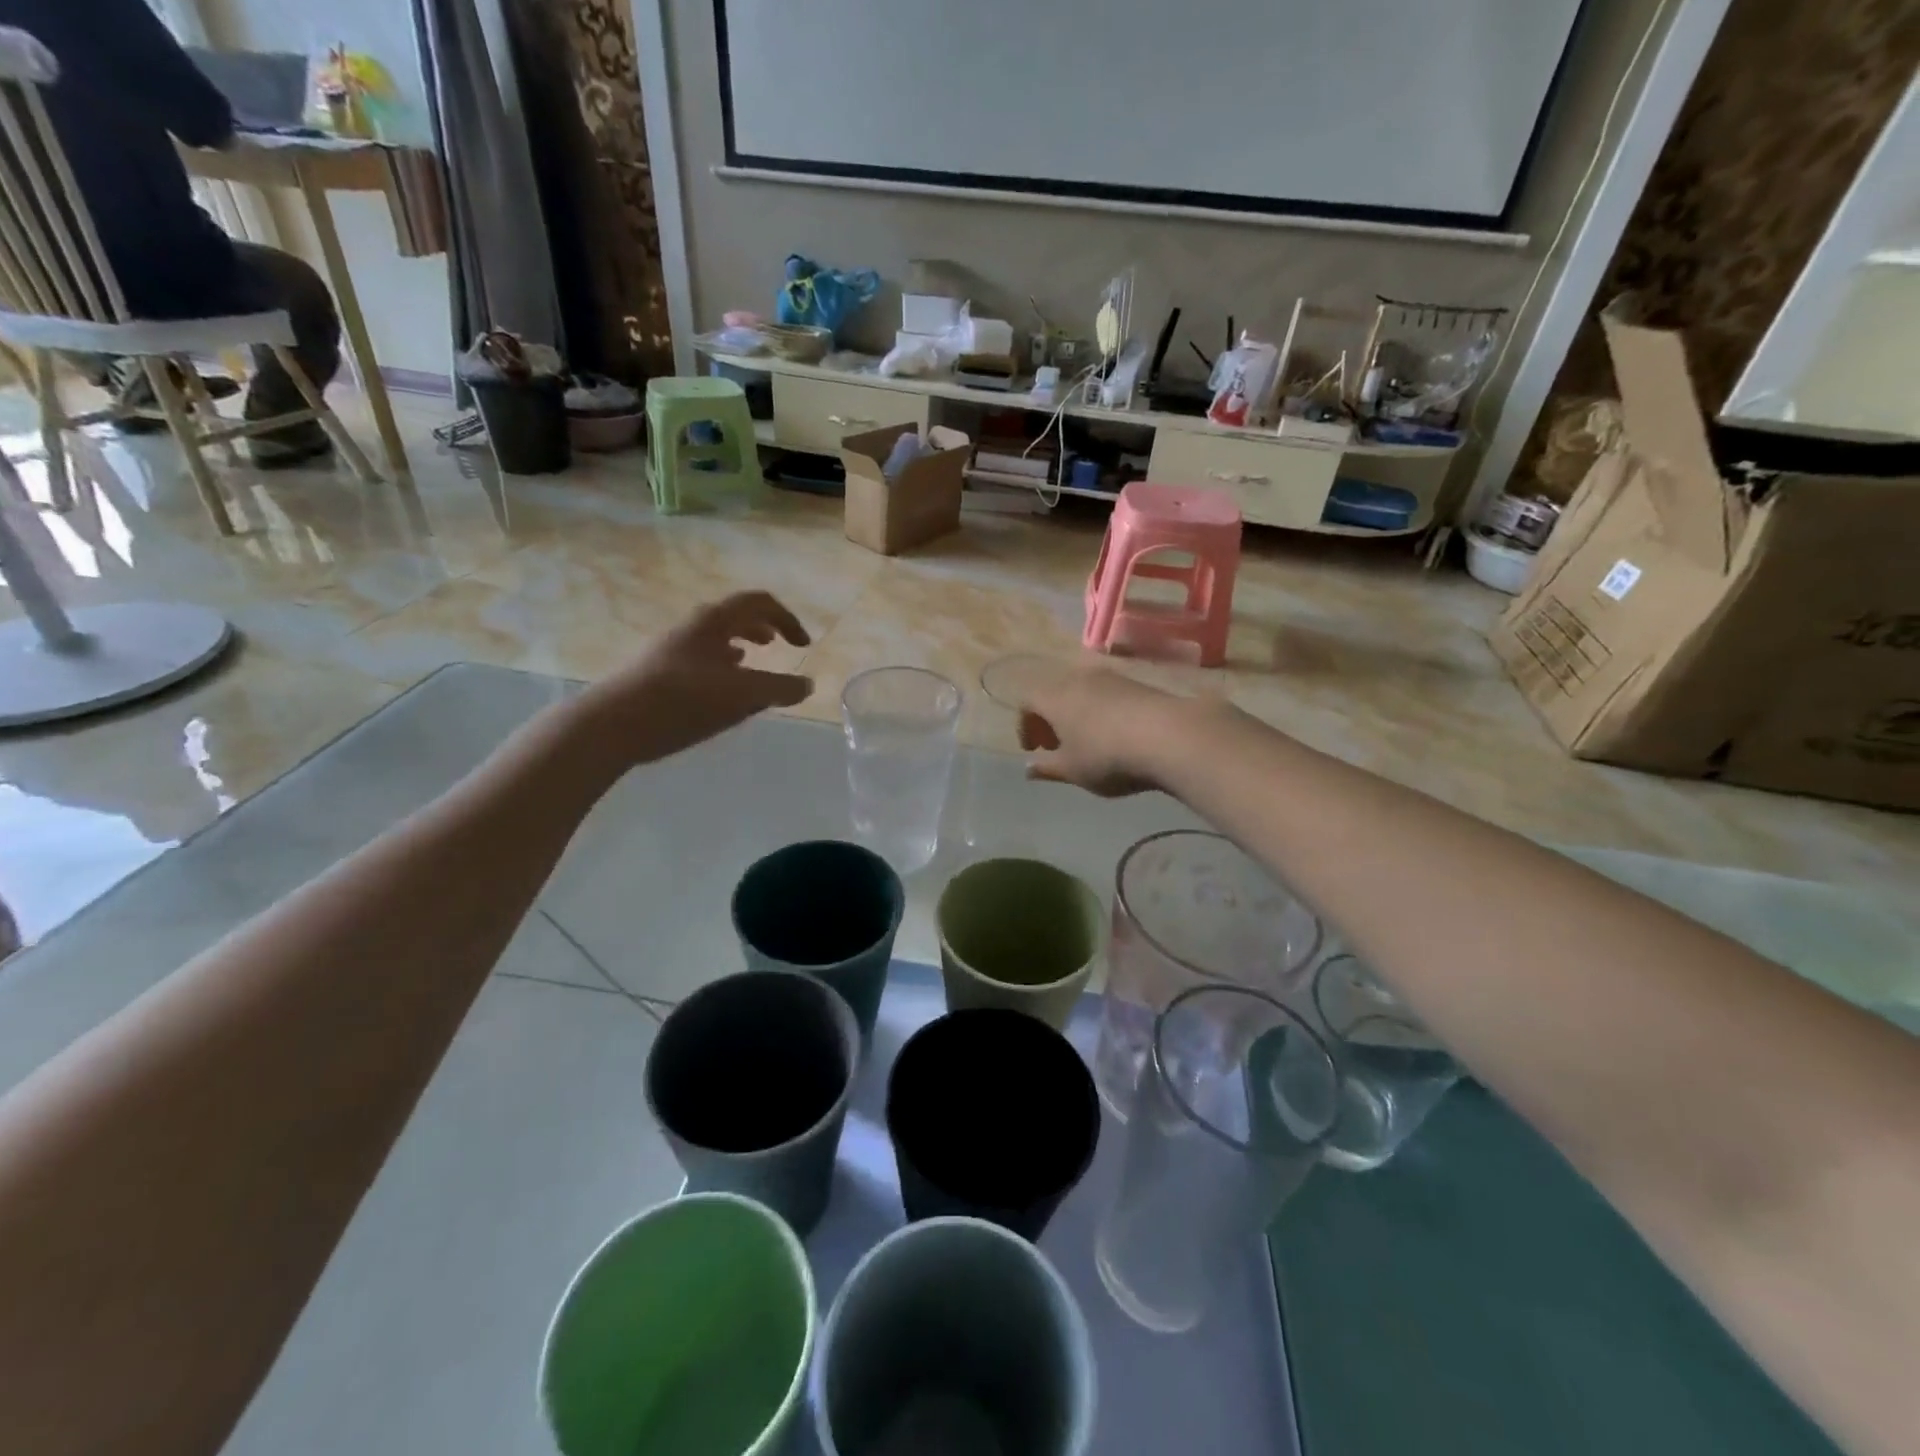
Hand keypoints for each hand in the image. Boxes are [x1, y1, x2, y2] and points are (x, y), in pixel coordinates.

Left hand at [576, 592, 811, 765]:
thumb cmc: (683, 700)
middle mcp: (692, 626)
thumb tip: (807, 685)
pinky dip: (720, 667)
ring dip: (741, 646)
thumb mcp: (742, 696)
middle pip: (735, 616)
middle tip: (780, 646)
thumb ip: (779, 689)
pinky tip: (720, 691)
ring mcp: (672, 648)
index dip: (787, 619)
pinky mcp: (658, 672)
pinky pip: (700, 659)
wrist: (612, 724)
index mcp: (714, 621)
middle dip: (763, 628)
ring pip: (715, 638)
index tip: (803, 646)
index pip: (759, 603)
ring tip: (753, 666)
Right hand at [1018, 667, 1193, 797]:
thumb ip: (1048, 768)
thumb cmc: (1107, 757)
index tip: (1034, 750)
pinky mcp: (1138, 683)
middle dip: (1051, 719)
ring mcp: (1111, 678)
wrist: (1170, 736)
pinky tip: (1115, 734)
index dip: (1025, 725)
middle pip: (1055, 693)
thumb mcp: (1073, 771)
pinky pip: (1108, 694)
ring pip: (1082, 692)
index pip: (1028, 702)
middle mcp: (1079, 679)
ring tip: (1087, 741)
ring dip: (1077, 714)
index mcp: (1055, 697)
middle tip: (1057, 745)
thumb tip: (1029, 768)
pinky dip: (1101, 711)